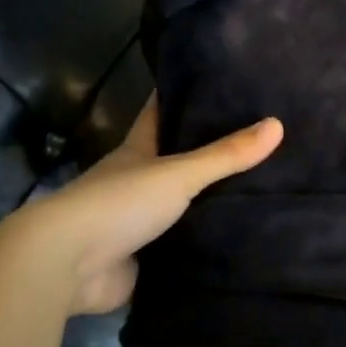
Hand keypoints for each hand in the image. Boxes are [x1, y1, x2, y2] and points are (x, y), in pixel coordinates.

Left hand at [0, 97, 282, 316]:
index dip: (182, 97)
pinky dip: (200, 245)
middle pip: (173, 162)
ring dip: (206, 204)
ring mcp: (135, 224)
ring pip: (178, 207)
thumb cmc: (119, 203)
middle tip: (253, 140)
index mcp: (137, 152)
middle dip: (205, 154)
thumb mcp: (177, 173)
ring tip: (257, 192)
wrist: (67, 265)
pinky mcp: (140, 261)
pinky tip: (234, 242)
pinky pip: (178, 249)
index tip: (214, 81)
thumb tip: (278, 124)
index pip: (160, 114)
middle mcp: (134, 183)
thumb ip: (225, 155)